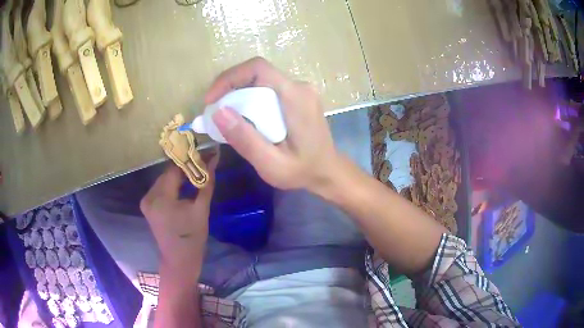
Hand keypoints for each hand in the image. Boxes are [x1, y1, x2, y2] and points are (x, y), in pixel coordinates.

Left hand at [140, 152, 218, 281]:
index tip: (204, 154)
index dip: (189, 160)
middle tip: (202, 163)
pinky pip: (160, 187)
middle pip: (167, 173)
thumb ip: (206, 182)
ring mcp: (146, 201)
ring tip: (194, 173)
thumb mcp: (201, 209)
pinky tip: (183, 185)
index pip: (174, 169)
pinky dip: (171, 184)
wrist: (179, 260)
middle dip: (184, 167)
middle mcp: (149, 196)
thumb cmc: (193, 237)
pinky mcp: (147, 205)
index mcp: (161, 198)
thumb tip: (214, 158)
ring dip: (178, 175)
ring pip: (163, 179)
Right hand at [206, 57, 338, 190]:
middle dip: (230, 88)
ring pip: (260, 80)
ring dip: (238, 94)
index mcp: (296, 97)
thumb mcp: (271, 164)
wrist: (328, 171)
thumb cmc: (302, 171)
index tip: (211, 100)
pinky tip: (242, 117)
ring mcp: (301, 90)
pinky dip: (249, 98)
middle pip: (257, 73)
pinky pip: (268, 89)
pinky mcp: (298, 96)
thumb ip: (245, 139)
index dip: (229, 78)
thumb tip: (218, 112)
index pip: (258, 69)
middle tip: (214, 112)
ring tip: (224, 117)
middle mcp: (300, 86)